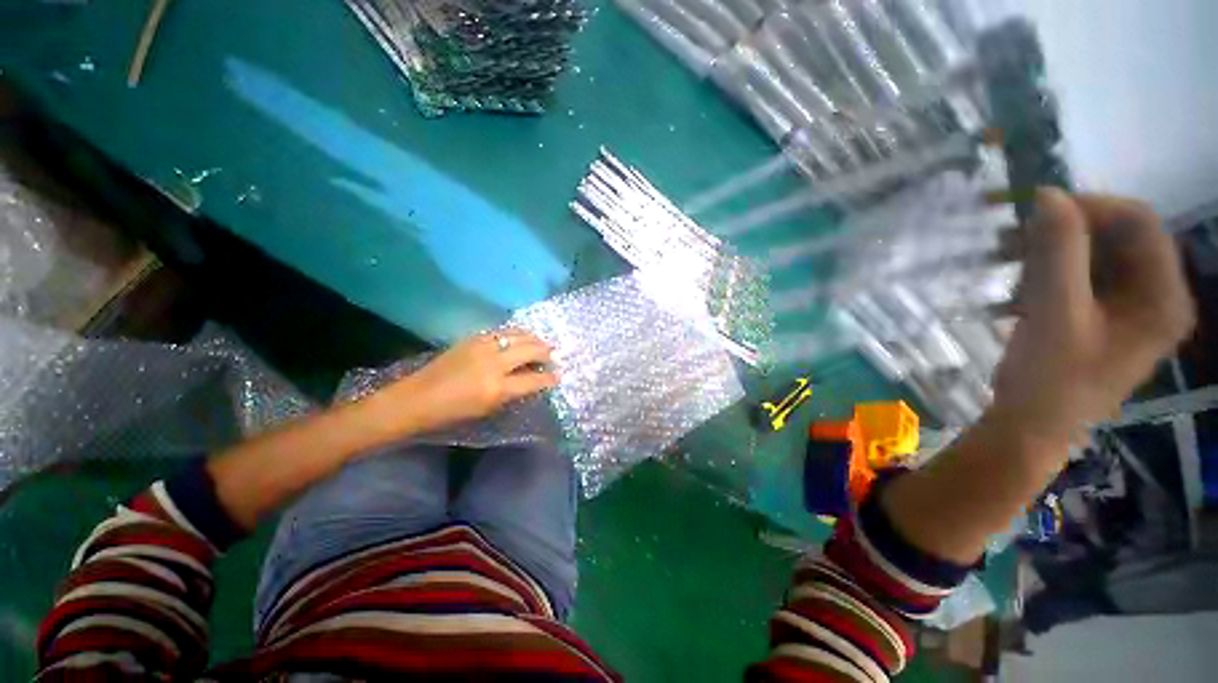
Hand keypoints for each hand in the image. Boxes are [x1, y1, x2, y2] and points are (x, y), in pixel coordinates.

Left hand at [386, 329, 558, 433]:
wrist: (416, 398)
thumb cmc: (453, 412)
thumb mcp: (488, 408)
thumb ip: (513, 392)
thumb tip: (533, 380)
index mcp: (497, 388)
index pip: (534, 379)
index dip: (549, 378)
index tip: (558, 376)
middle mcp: (494, 363)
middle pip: (531, 349)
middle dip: (546, 352)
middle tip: (552, 357)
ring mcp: (483, 346)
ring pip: (519, 334)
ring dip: (534, 339)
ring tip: (540, 345)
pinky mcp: (474, 337)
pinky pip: (504, 331)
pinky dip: (517, 334)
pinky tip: (520, 339)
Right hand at [992, 189, 1194, 444]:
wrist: (1029, 428)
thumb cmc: (1050, 380)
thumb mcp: (1054, 313)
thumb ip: (1057, 252)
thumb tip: (1047, 193)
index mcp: (1163, 297)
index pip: (1139, 222)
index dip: (1089, 206)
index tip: (1032, 210)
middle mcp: (1155, 295)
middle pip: (1115, 237)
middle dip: (1060, 232)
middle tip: (1006, 238)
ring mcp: (1128, 307)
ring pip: (1092, 255)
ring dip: (1045, 254)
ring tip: (1000, 266)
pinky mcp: (1102, 317)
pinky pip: (1078, 277)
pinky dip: (1042, 274)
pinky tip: (1009, 290)